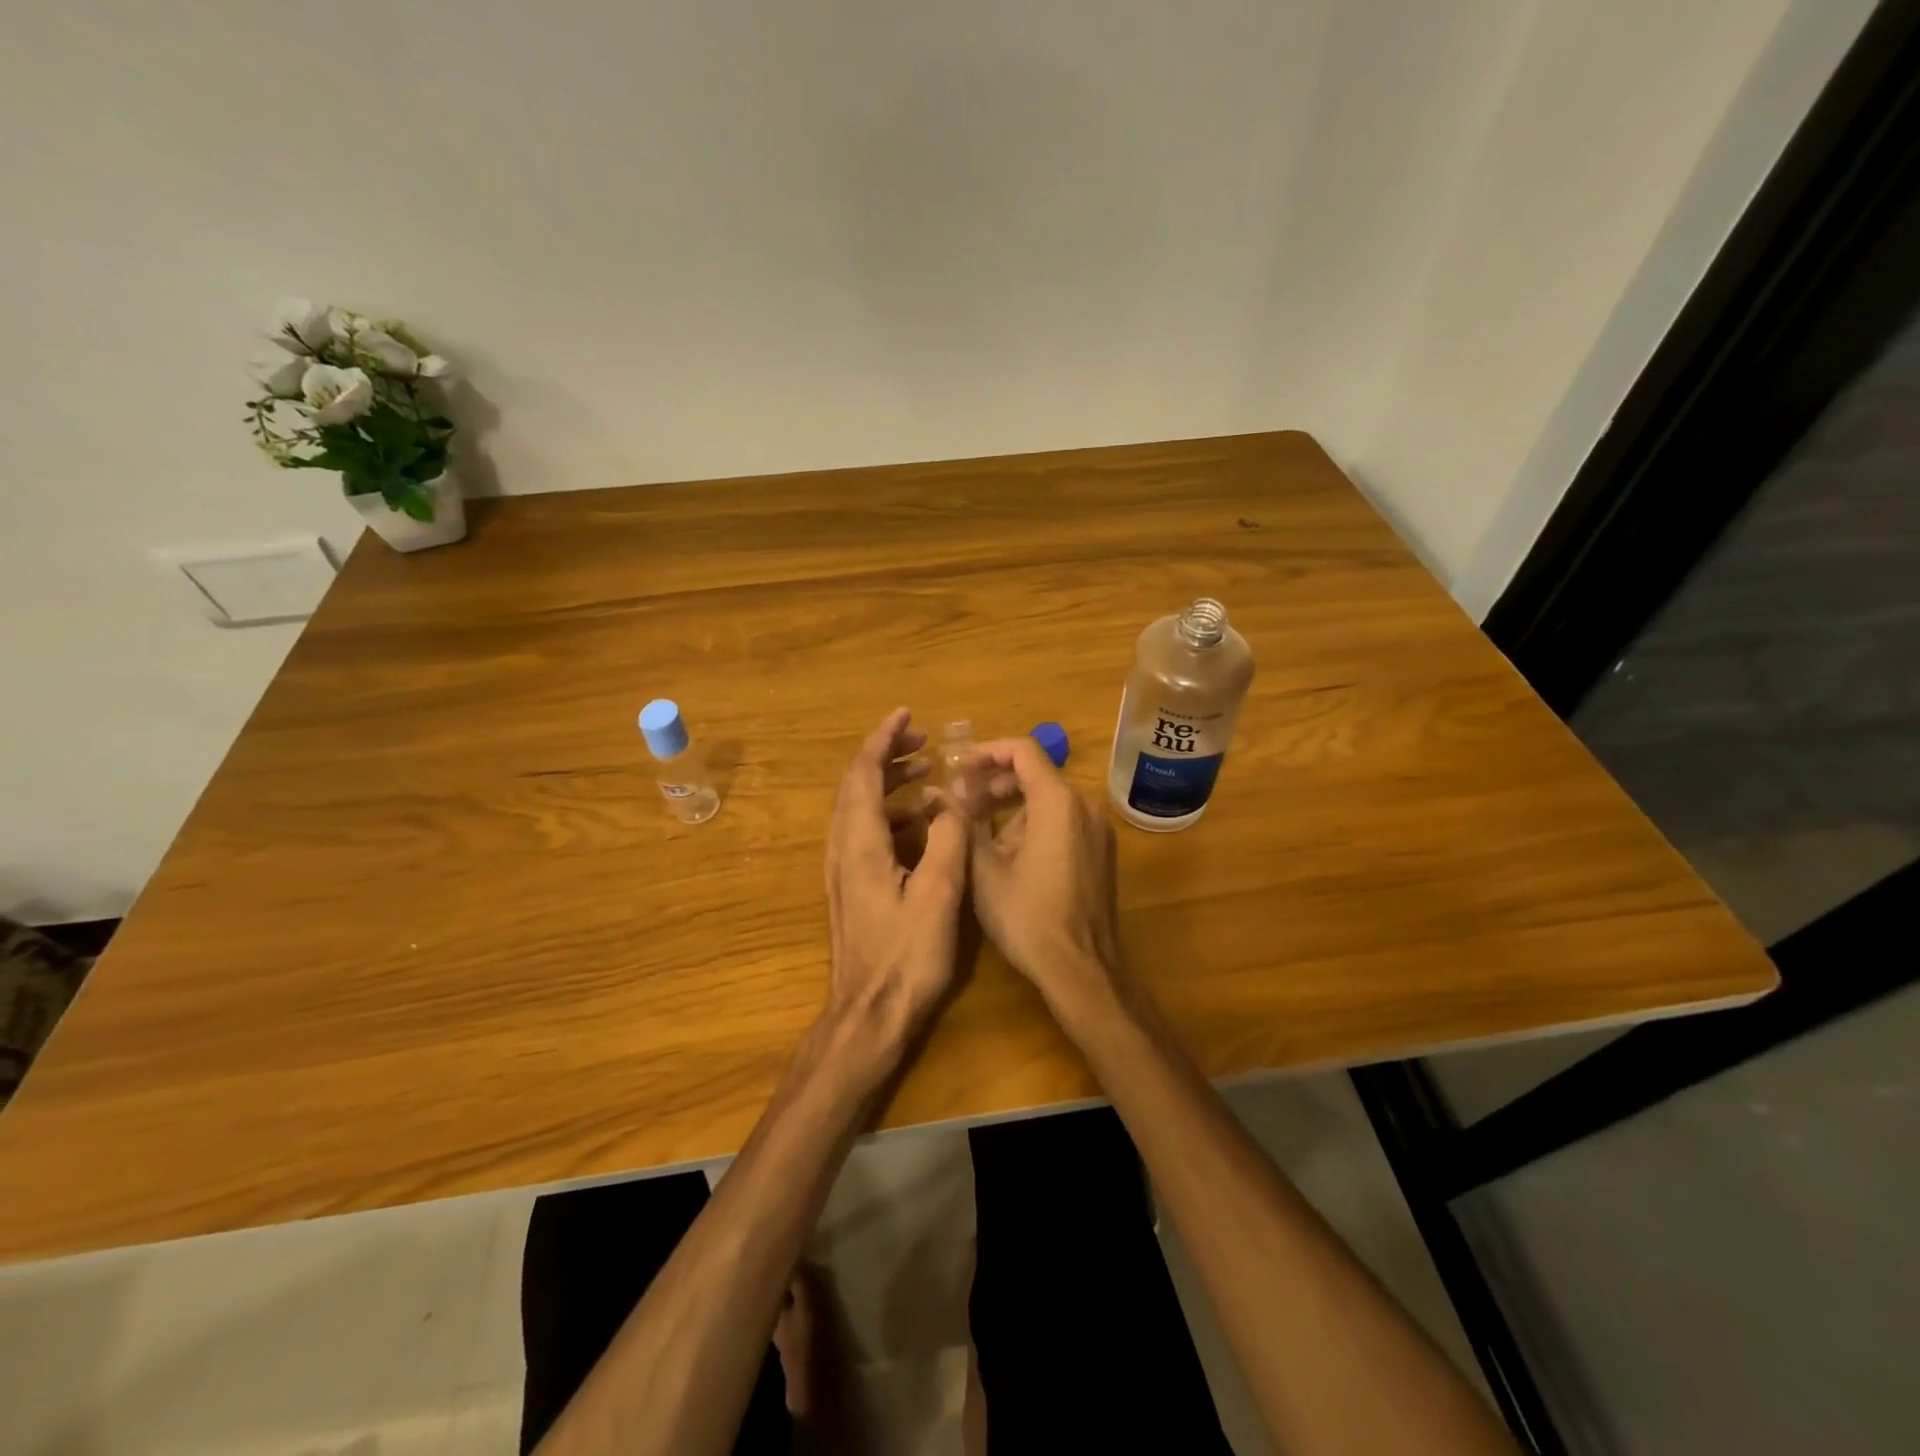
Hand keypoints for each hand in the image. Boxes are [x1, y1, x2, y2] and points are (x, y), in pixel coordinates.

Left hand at [823, 709, 968, 1062]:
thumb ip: (947, 840)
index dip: (883, 739)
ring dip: (890, 783)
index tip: (907, 715)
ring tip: (928, 773)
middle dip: (887, 755)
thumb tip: (952, 802)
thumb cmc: (906, 957)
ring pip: (860, 808)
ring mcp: (843, 869)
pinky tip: (924, 822)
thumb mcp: (938, 895)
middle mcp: (843, 848)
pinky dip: (892, 812)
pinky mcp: (852, 887)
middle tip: (924, 742)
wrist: (868, 1015)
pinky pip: (867, 831)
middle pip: (856, 785)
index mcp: (860, 842)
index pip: (863, 773)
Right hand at [968, 735, 1125, 1025]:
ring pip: (1050, 798)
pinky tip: (1009, 851)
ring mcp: (1098, 829)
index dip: (987, 752)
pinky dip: (1035, 821)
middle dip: (995, 782)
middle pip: (1037, 773)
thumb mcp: (984, 871)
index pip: (1023, 751)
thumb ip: (961, 824)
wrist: (1082, 970)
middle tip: (961, 801)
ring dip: (1012, 804)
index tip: (959, 768)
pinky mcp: (1102, 851)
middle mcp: (1085, 806)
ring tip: (978, 829)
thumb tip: (939, 794)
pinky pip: (1065, 819)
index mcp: (1058, 802)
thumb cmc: (1029, 918)